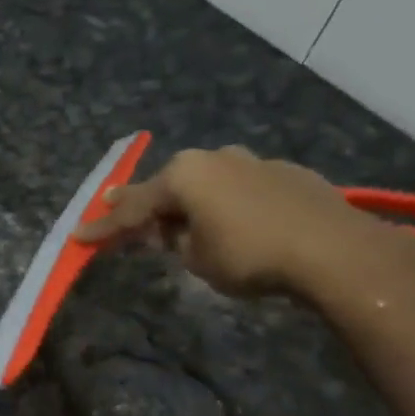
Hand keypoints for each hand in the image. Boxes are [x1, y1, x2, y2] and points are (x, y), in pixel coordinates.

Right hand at [74, 145, 414, 300]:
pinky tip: (233, 223)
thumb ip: (174, 240)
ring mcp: (253, 161)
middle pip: (169, 186)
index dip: (104, 227)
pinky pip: (240, 188)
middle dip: (146, 205)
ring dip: (189, 202)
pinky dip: (226, 204)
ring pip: (207, 183)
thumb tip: (173, 230)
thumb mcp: (196, 258)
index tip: (79, 236)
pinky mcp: (286, 174)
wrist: (335, 251)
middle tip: (123, 218)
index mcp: (184, 175)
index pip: (132, 207)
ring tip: (180, 222)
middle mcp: (215, 158)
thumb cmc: (250, 256)